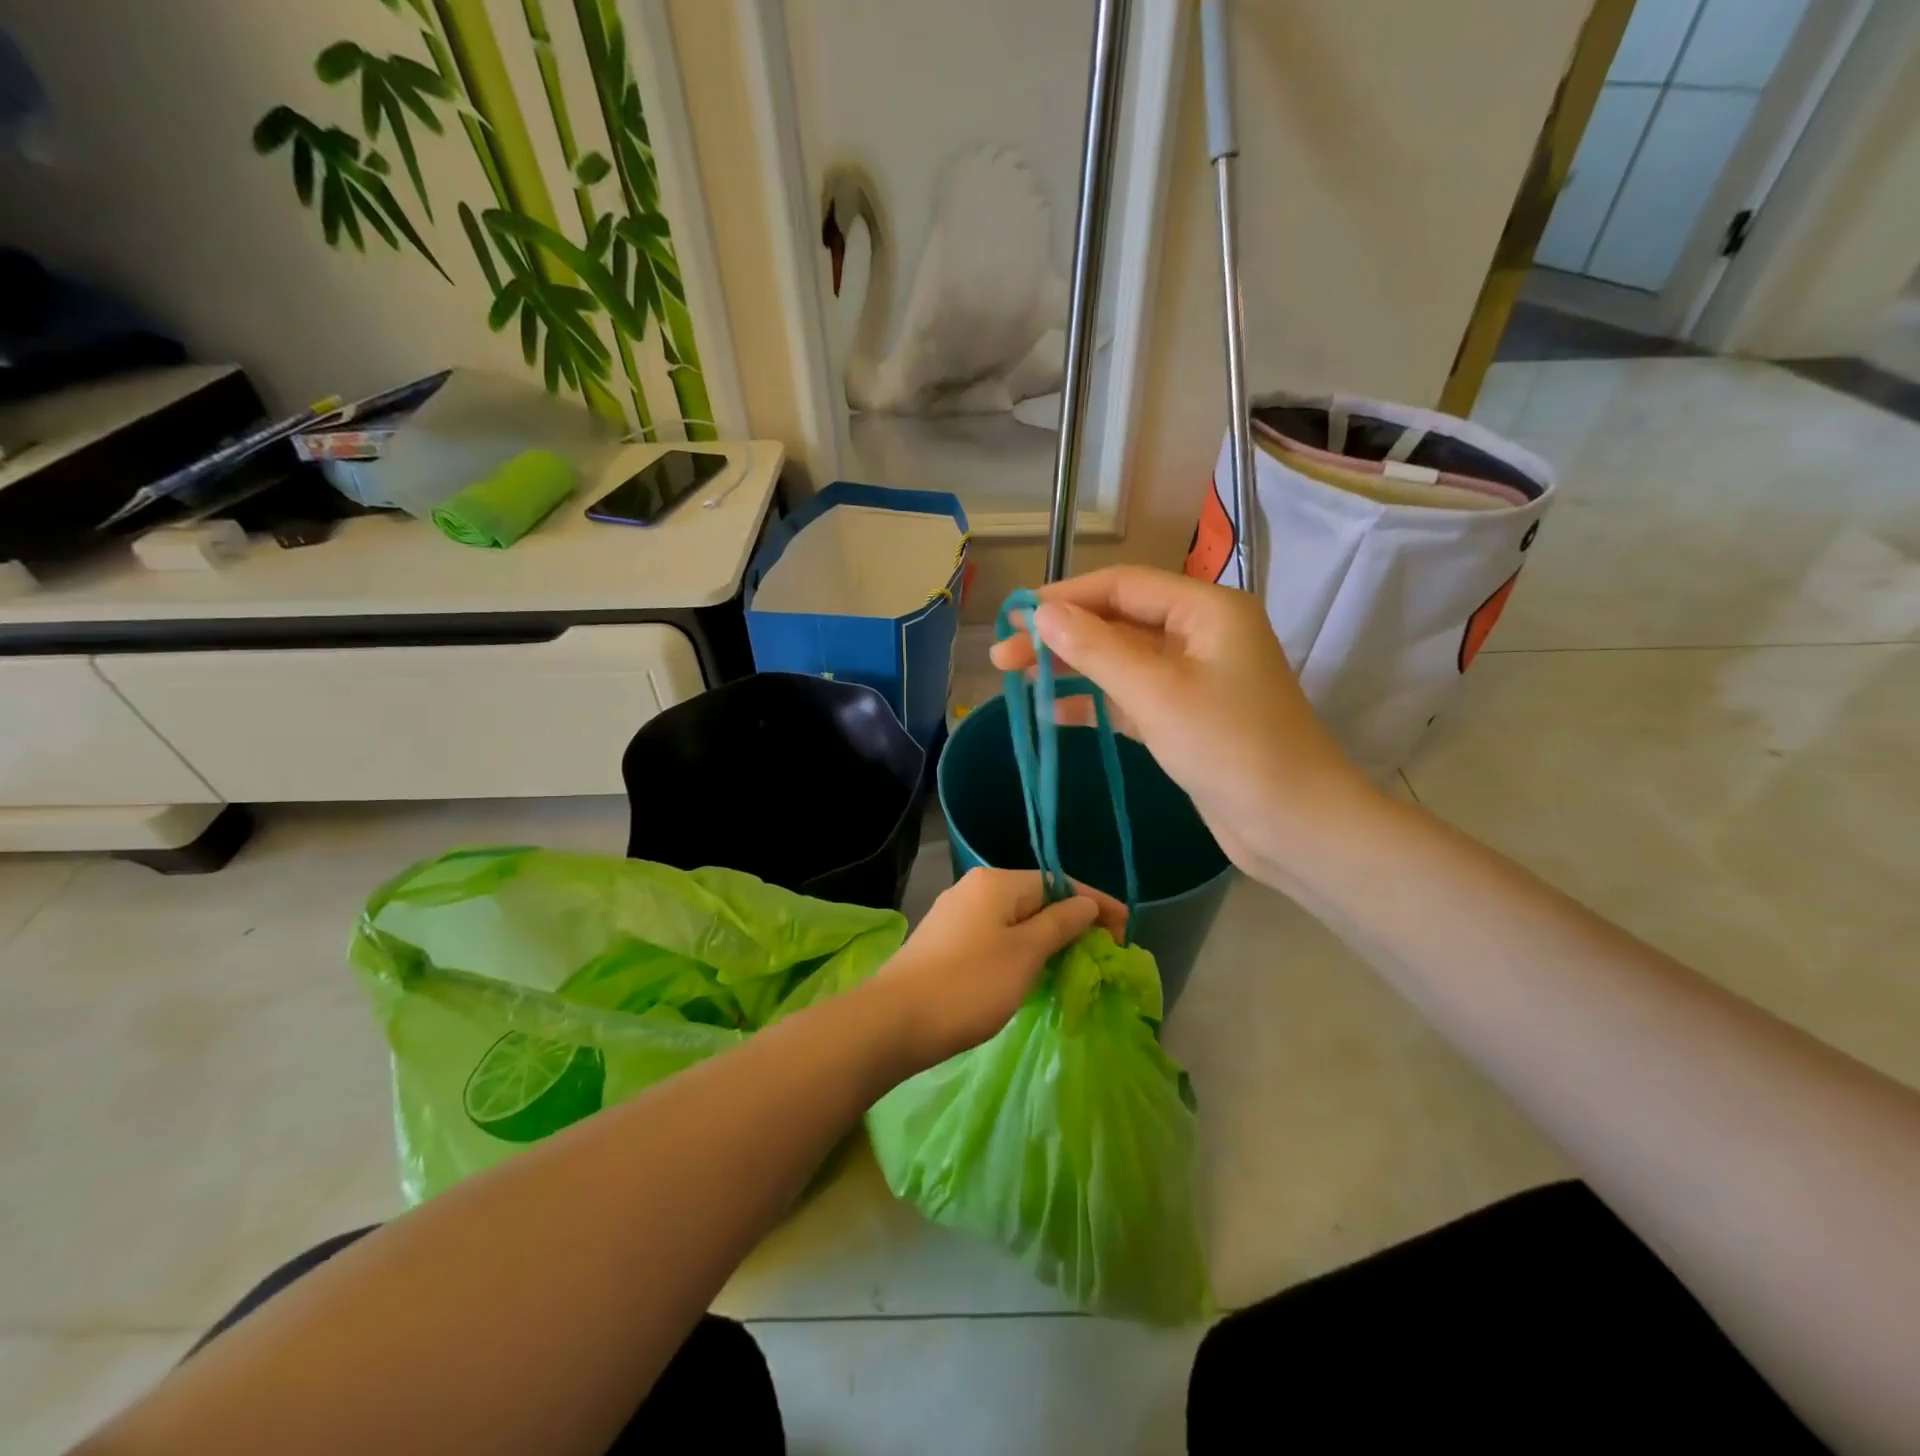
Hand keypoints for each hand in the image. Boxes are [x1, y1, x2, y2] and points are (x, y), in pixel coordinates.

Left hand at [878, 868, 1123, 1070]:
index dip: (1096, 904)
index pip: (1058, 882)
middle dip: (1072, 922)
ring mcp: (956, 915)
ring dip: (1047, 939)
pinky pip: (996, 937)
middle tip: (1102, 953)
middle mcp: (975, 888)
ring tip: (1073, 966)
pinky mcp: (945, 942)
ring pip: (1015, 920)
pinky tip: (1031, 973)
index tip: (1127, 931)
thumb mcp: (1025, 954)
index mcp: (996, 882)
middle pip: (1037, 898)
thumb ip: (1059, 924)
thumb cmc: (968, 985)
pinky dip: (1021, 951)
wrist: (893, 1021)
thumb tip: (1085, 904)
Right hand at [989, 566, 1382, 886]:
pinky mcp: (1185, 716)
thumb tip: (1041, 614)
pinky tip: (1053, 712)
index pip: (1122, 586)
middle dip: (1061, 637)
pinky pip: (1130, 696)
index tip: (1015, 616)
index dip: (1065, 598)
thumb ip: (1096, 649)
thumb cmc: (1230, 747)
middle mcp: (1201, 633)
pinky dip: (1094, 701)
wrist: (1293, 825)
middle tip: (1003, 656)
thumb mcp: (1156, 692)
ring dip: (1072, 668)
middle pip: (1117, 622)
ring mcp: (1194, 676)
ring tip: (1017, 680)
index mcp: (1206, 610)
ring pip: (1120, 660)